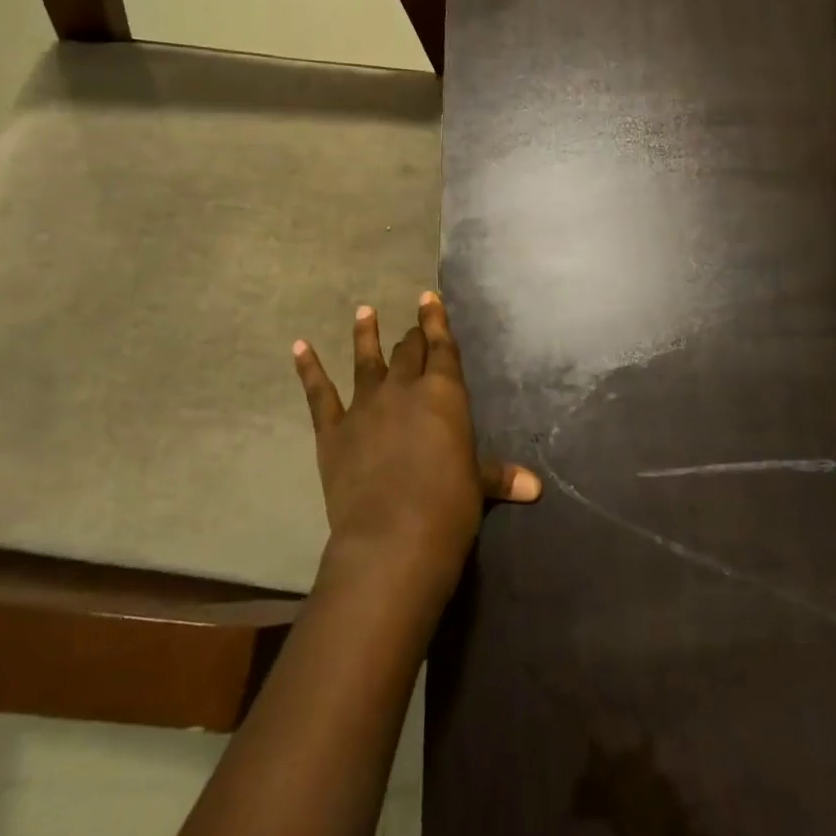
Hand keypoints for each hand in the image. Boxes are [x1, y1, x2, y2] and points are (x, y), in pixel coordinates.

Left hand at [292, 292, 539, 591]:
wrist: (392, 538)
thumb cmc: (448, 507)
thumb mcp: (478, 487)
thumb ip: (500, 476)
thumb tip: (536, 488)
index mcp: (444, 394)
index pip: (442, 347)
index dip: (436, 320)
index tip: (429, 297)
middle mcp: (404, 388)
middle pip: (408, 351)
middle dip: (412, 336)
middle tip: (413, 326)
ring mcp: (365, 406)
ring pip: (366, 360)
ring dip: (366, 335)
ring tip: (364, 311)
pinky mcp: (333, 431)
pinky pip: (319, 393)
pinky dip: (308, 368)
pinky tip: (299, 346)